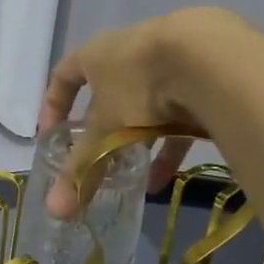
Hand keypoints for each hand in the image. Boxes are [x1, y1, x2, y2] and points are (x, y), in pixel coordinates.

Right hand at [39, 8, 239, 216]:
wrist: (212, 58)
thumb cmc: (139, 85)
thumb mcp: (105, 130)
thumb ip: (82, 168)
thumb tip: (55, 210)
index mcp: (97, 54)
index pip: (64, 75)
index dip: (53, 106)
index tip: (51, 136)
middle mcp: (130, 52)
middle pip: (108, 95)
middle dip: (102, 133)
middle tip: (98, 164)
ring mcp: (168, 62)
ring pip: (145, 108)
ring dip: (137, 144)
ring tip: (132, 179)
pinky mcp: (201, 77)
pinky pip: (178, 116)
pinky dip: (168, 146)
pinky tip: (165, 178)